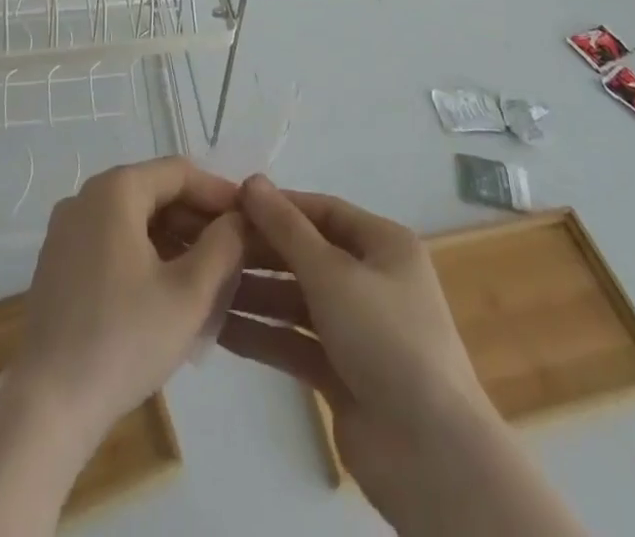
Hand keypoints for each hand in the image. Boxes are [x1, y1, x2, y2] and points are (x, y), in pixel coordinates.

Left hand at [14, 157, 245, 445]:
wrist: (47, 408)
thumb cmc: (124, 341)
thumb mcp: (190, 294)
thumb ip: (224, 246)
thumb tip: (239, 219)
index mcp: (116, 190)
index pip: (179, 172)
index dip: (219, 193)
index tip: (249, 219)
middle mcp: (86, 197)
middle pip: (155, 191)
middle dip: (197, 218)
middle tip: (233, 250)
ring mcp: (66, 229)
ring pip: (134, 218)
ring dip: (173, 238)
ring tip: (207, 273)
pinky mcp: (58, 262)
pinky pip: (111, 240)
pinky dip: (144, 253)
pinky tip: (166, 289)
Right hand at [220, 178, 590, 536]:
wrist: (430, 455)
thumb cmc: (386, 339)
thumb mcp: (333, 274)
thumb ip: (287, 229)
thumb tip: (251, 181)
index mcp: (383, 245)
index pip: (322, 211)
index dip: (278, 206)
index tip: (229, 204)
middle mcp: (371, 279)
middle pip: (307, 254)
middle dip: (260, 251)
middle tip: (207, 247)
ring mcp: (356, 328)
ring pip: (297, 299)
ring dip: (255, 293)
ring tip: (203, 286)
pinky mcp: (341, 372)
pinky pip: (295, 342)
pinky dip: (263, 335)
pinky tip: (219, 330)